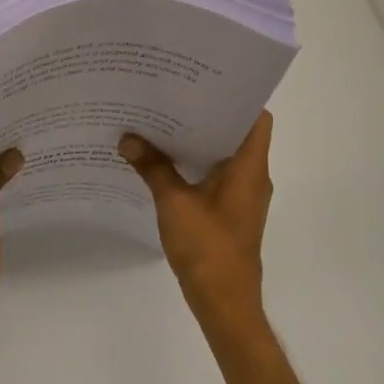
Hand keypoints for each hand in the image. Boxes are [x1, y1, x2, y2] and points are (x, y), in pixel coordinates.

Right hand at [119, 111, 273, 333]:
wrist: (224, 302)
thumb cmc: (208, 248)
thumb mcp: (174, 203)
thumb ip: (152, 168)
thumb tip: (128, 139)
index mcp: (250, 167)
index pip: (256, 118)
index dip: (235, 96)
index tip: (204, 81)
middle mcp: (252, 176)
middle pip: (236, 133)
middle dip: (205, 114)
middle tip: (171, 95)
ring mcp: (242, 196)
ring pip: (223, 155)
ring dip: (198, 140)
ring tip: (162, 121)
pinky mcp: (230, 212)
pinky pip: (215, 176)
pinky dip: (194, 164)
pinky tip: (163, 160)